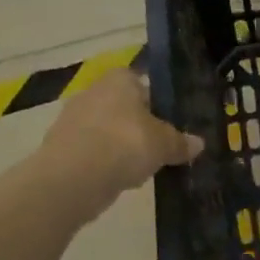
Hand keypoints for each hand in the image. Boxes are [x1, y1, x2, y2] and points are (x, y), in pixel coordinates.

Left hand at [39, 67, 202, 194]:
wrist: (74, 177)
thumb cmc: (126, 144)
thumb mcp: (165, 144)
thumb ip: (181, 142)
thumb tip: (199, 143)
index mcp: (119, 79)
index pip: (141, 82)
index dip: (157, 102)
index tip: (169, 123)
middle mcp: (93, 91)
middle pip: (124, 108)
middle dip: (139, 126)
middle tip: (160, 148)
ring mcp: (72, 120)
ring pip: (108, 131)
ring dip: (122, 147)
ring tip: (143, 168)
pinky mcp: (61, 148)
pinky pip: (93, 152)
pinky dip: (105, 163)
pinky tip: (120, 180)